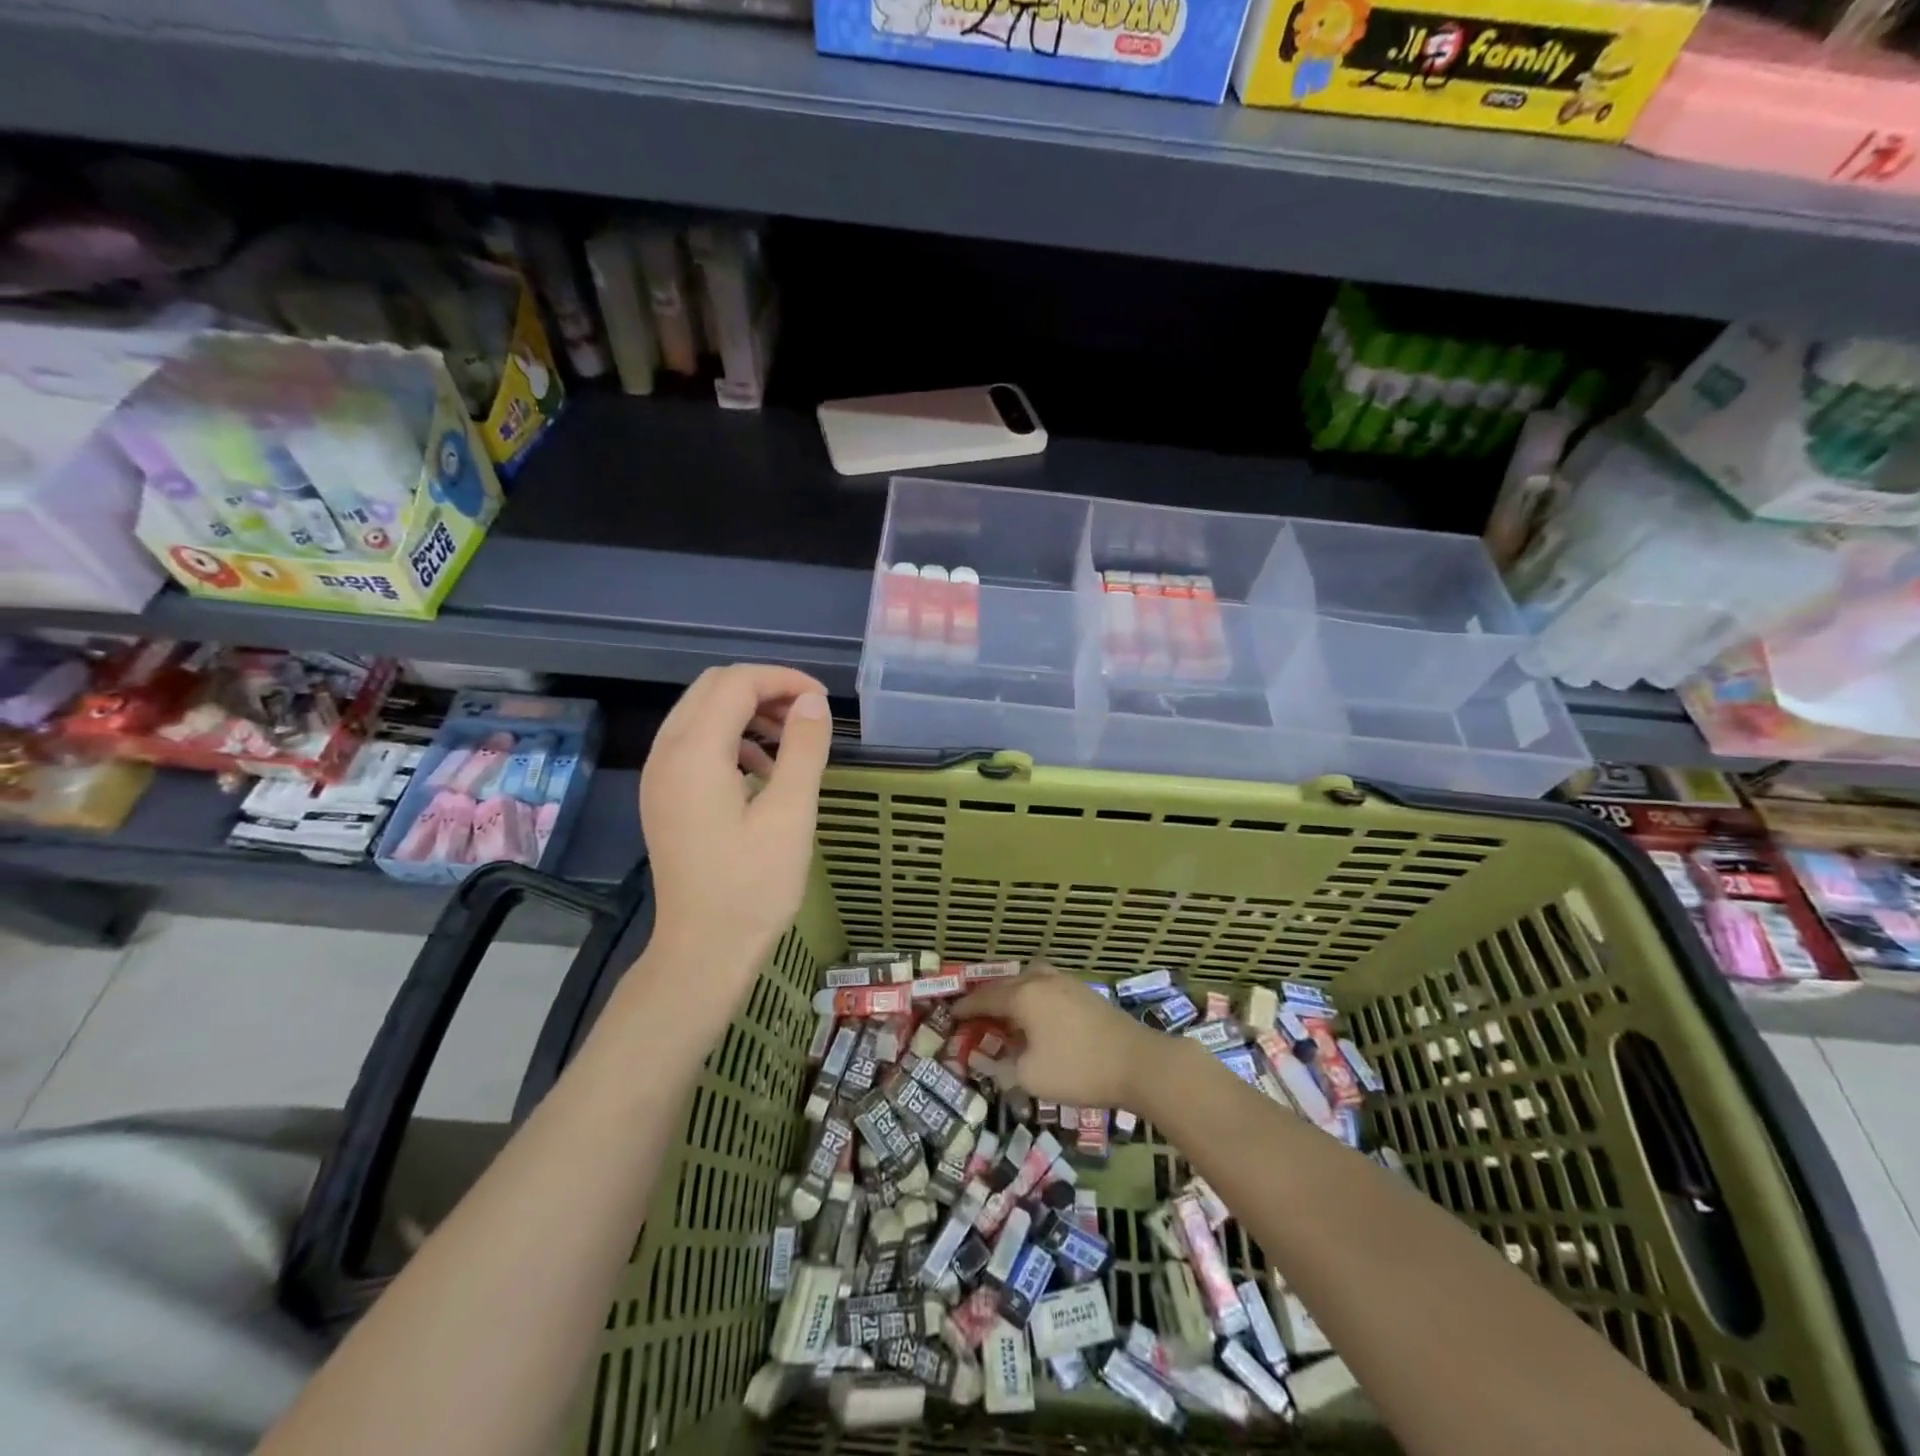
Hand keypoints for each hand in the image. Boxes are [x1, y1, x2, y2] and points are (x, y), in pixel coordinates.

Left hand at [636, 665, 833, 1027]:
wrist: (704, 949)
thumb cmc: (753, 886)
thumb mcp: (791, 814)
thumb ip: (803, 749)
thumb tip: (813, 702)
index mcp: (694, 753)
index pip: (736, 683)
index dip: (783, 680)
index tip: (823, 702)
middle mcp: (666, 754)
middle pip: (712, 688)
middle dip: (764, 689)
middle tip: (808, 715)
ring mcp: (659, 775)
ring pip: (701, 712)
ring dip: (747, 712)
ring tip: (791, 741)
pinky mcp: (664, 796)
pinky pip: (695, 742)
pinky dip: (731, 737)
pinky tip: (763, 770)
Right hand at [953, 965, 1163, 1110]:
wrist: (1138, 1062)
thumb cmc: (1078, 1069)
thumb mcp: (1031, 1077)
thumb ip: (1003, 1067)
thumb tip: (988, 1062)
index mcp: (1024, 995)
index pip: (985, 998)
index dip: (966, 1008)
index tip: (951, 1016)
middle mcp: (1042, 980)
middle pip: (1006, 984)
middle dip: (988, 998)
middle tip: (974, 1015)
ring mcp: (1066, 983)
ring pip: (1029, 980)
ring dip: (1013, 993)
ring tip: (1005, 1013)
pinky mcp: (1085, 992)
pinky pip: (1047, 986)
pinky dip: (1033, 996)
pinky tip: (1037, 1016)